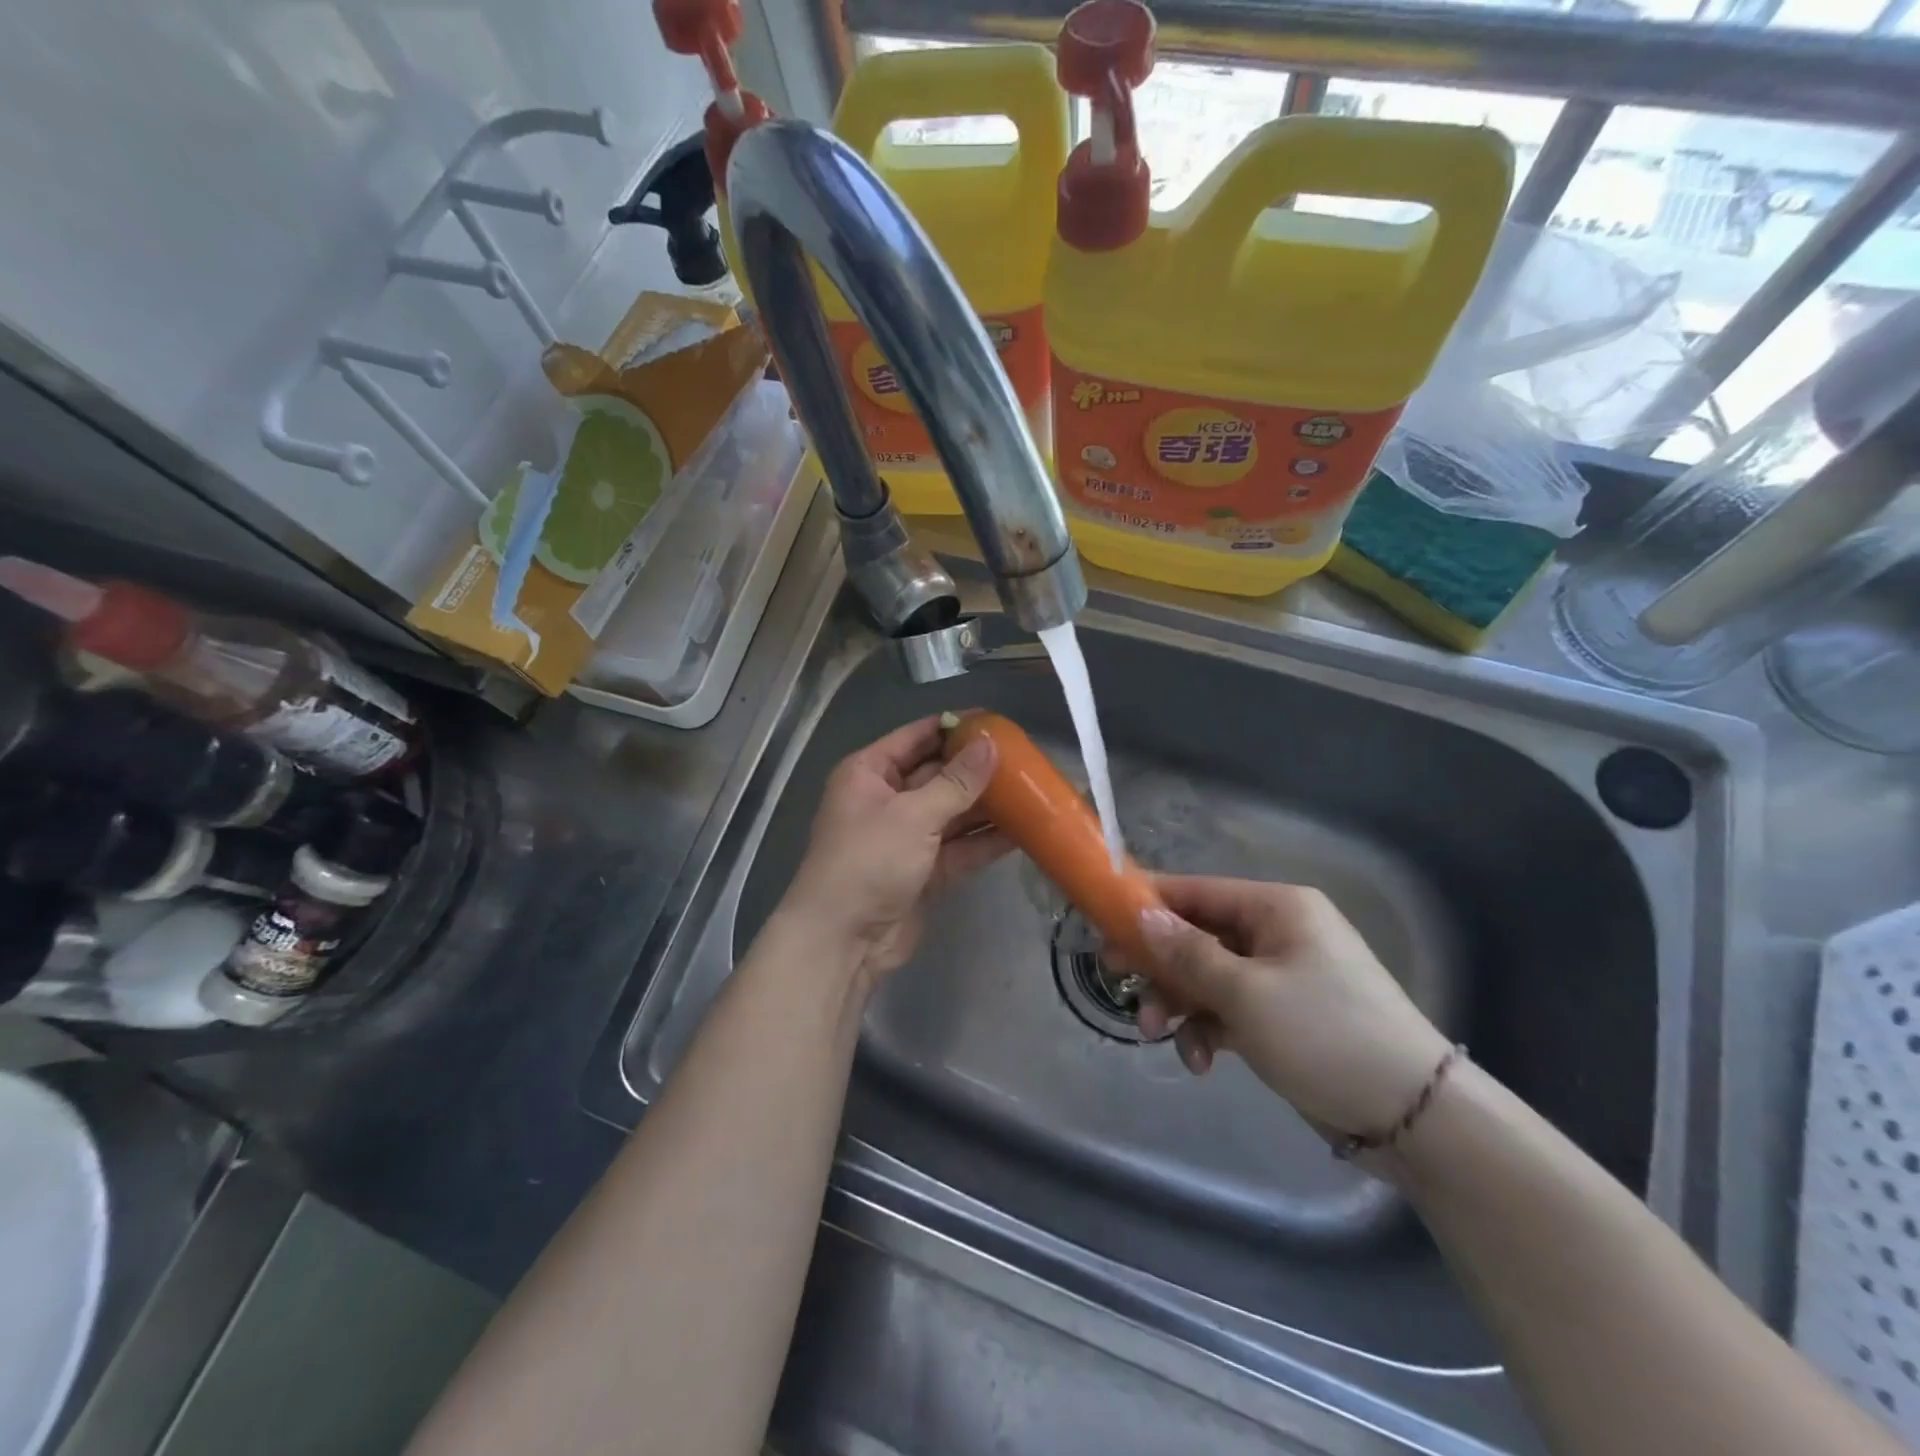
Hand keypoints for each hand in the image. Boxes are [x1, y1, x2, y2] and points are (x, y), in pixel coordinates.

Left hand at [780, 716, 1010, 986]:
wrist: (844, 941)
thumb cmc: (869, 861)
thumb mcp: (913, 815)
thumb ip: (956, 782)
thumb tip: (991, 743)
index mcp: (870, 773)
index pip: (917, 737)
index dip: (954, 727)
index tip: (996, 721)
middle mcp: (888, 799)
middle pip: (939, 774)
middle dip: (977, 768)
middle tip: (1024, 757)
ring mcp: (907, 837)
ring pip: (953, 812)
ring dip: (988, 804)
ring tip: (1032, 789)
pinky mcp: (925, 870)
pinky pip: (960, 847)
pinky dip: (986, 840)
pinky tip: (1024, 830)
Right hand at [1132, 876, 1452, 1139]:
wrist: (1414, 1117)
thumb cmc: (1326, 1034)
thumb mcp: (1246, 993)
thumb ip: (1187, 954)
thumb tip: (1141, 915)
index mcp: (1276, 908)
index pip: (1196, 891)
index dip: (1147, 904)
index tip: (1102, 922)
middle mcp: (1277, 933)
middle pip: (1196, 936)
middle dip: (1160, 965)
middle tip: (1118, 983)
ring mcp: (1281, 976)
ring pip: (1207, 977)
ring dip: (1179, 1004)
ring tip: (1158, 1036)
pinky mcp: (1282, 1017)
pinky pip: (1228, 1010)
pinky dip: (1208, 1031)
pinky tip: (1200, 1062)